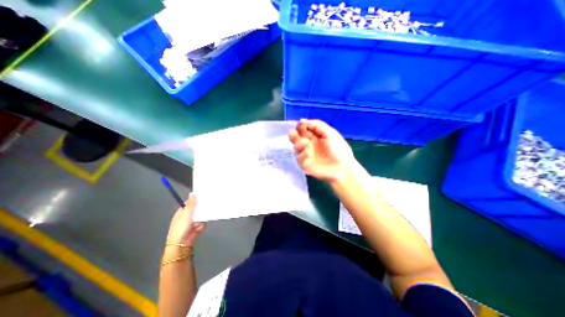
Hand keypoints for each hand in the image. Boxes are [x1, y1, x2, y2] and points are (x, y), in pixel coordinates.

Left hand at [166, 194, 206, 247]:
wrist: (181, 244)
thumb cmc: (181, 228)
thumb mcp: (186, 214)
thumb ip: (191, 204)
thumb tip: (192, 193)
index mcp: (181, 212)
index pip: (189, 203)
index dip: (195, 199)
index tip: (204, 195)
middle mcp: (186, 217)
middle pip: (196, 209)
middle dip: (201, 208)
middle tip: (209, 203)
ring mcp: (191, 223)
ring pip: (200, 216)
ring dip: (203, 217)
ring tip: (206, 215)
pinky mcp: (196, 228)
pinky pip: (203, 223)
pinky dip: (203, 224)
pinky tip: (202, 225)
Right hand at [287, 119, 356, 183]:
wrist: (342, 169)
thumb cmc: (339, 150)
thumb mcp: (331, 133)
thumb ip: (317, 125)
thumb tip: (302, 120)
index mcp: (316, 136)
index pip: (304, 129)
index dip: (301, 126)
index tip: (300, 125)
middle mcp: (309, 144)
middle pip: (296, 137)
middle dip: (293, 134)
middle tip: (294, 133)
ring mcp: (306, 154)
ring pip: (295, 146)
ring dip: (297, 143)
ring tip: (304, 143)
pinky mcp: (304, 163)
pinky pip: (298, 157)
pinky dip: (301, 154)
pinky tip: (307, 152)